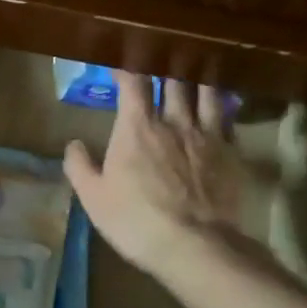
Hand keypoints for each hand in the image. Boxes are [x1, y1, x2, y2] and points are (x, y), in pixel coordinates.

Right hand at [64, 74, 252, 275]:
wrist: (194, 245)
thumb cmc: (135, 221)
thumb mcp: (93, 198)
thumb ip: (80, 166)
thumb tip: (73, 144)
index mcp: (137, 127)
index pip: (134, 82)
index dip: (127, 69)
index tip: (120, 66)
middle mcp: (175, 120)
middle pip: (174, 80)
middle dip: (165, 68)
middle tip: (159, 62)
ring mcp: (208, 134)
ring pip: (206, 92)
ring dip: (197, 79)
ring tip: (194, 72)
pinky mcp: (232, 152)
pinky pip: (228, 118)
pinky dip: (221, 107)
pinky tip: (219, 108)